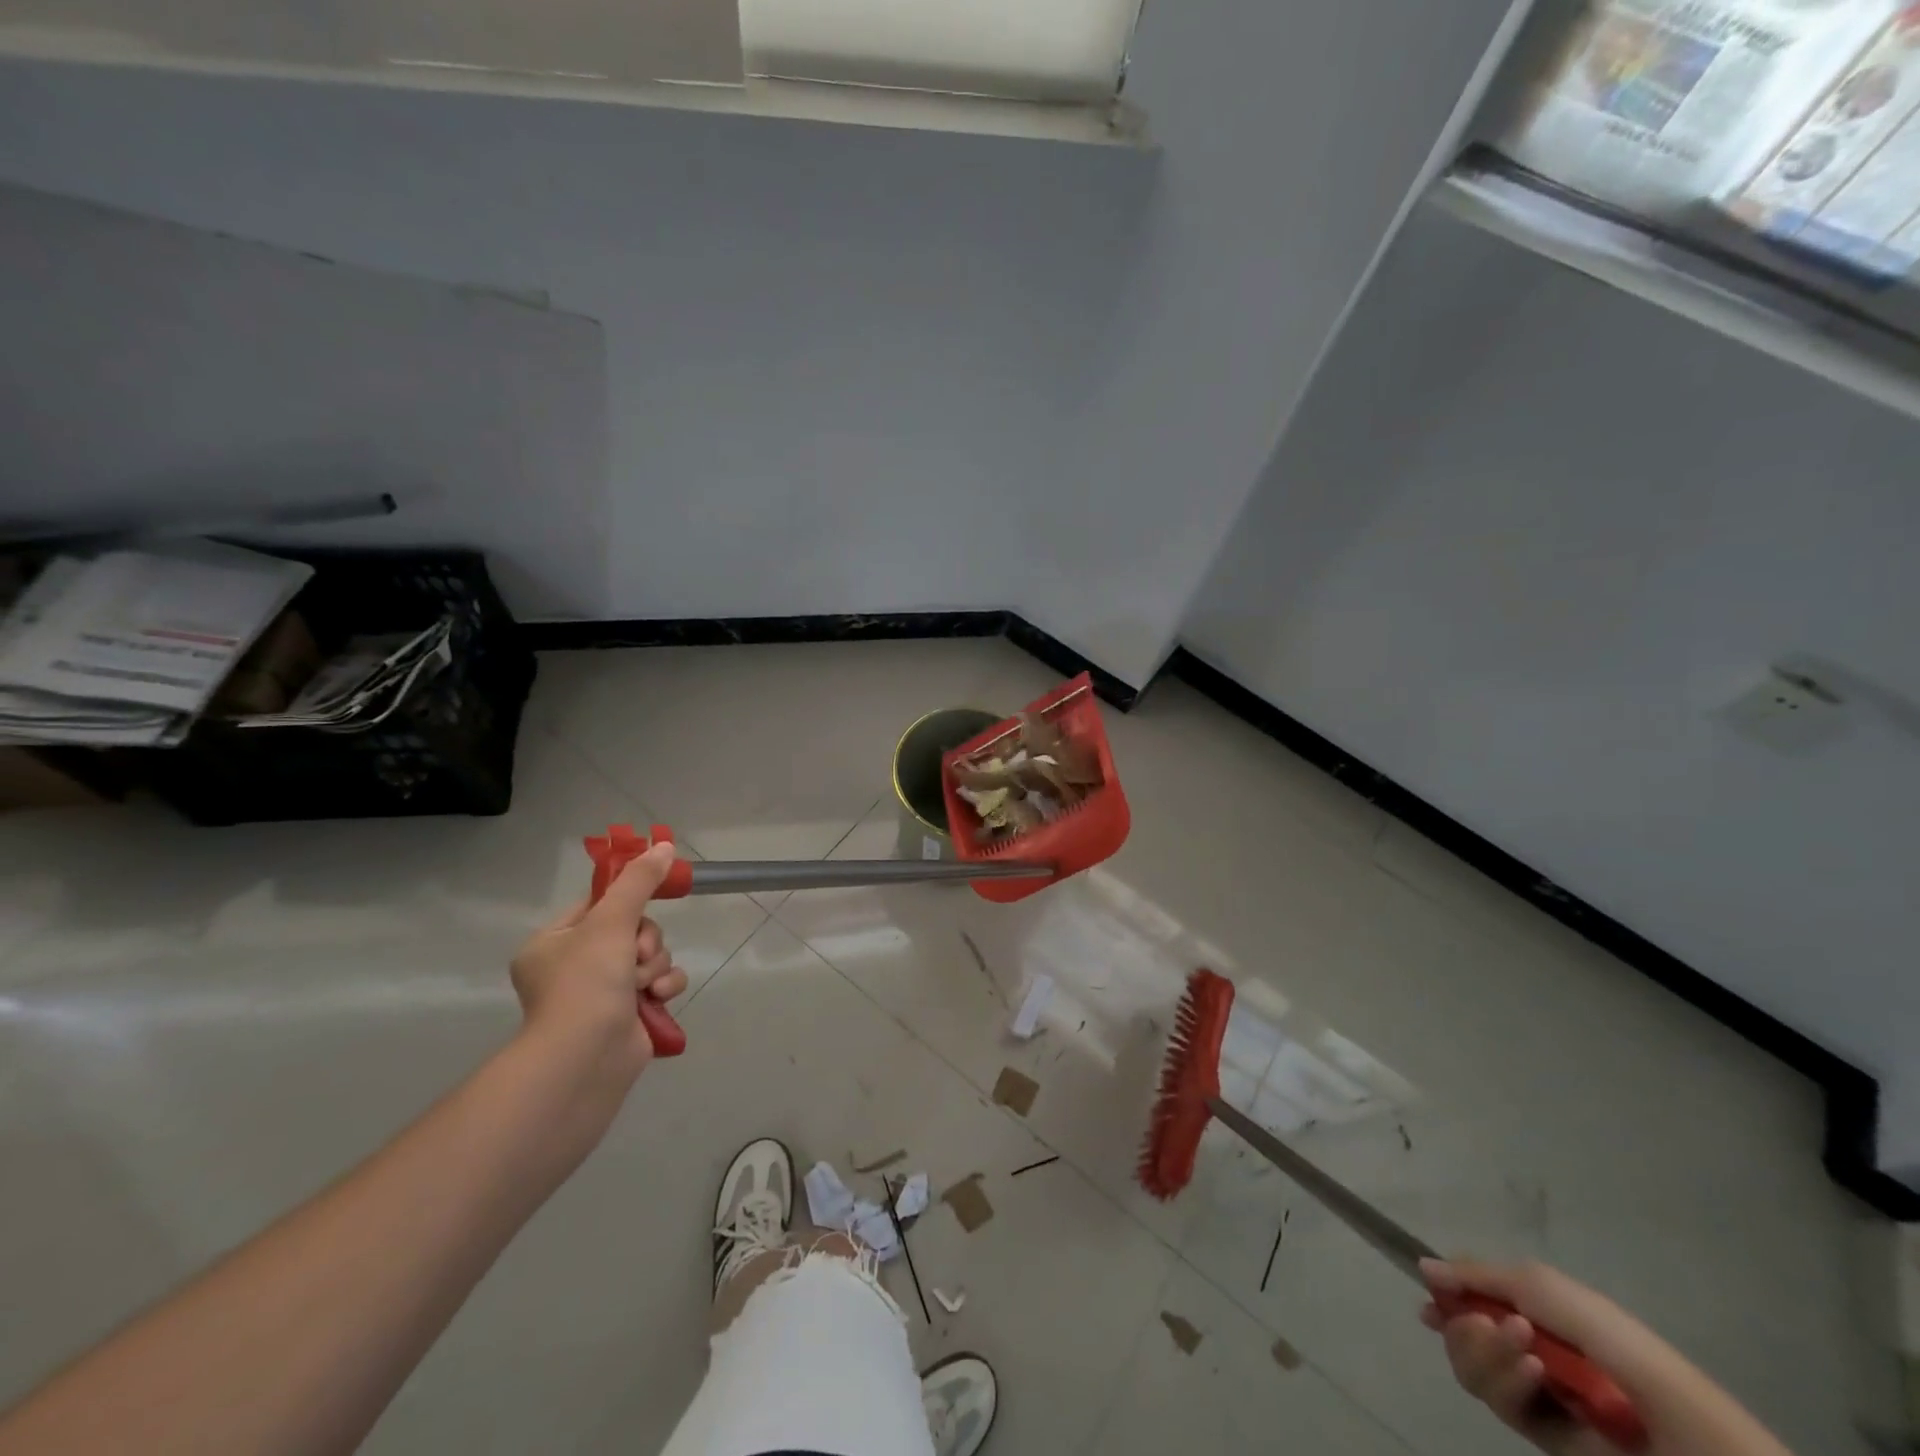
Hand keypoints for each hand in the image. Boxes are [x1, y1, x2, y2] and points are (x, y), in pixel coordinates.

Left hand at [510, 842, 688, 1088]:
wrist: (587, 1058)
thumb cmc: (586, 982)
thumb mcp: (611, 920)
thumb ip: (640, 881)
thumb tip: (663, 845)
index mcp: (552, 943)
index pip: (597, 904)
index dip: (625, 899)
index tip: (650, 893)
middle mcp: (573, 967)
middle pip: (631, 928)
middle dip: (644, 941)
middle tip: (636, 955)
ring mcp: (601, 994)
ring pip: (649, 955)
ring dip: (655, 965)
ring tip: (644, 985)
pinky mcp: (629, 1015)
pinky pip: (659, 983)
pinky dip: (663, 987)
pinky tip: (657, 998)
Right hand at [1420, 1259, 1793, 1455]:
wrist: (1672, 1422)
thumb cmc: (1608, 1337)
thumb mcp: (1538, 1284)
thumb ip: (1476, 1275)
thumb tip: (1423, 1267)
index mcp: (1530, 1309)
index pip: (1470, 1298)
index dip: (1445, 1298)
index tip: (1428, 1300)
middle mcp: (1524, 1347)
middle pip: (1460, 1334)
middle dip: (1465, 1326)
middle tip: (1488, 1323)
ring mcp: (1533, 1393)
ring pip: (1471, 1368)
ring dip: (1487, 1353)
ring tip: (1523, 1350)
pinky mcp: (1540, 1435)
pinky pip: (1499, 1403)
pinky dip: (1510, 1383)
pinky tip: (1536, 1377)